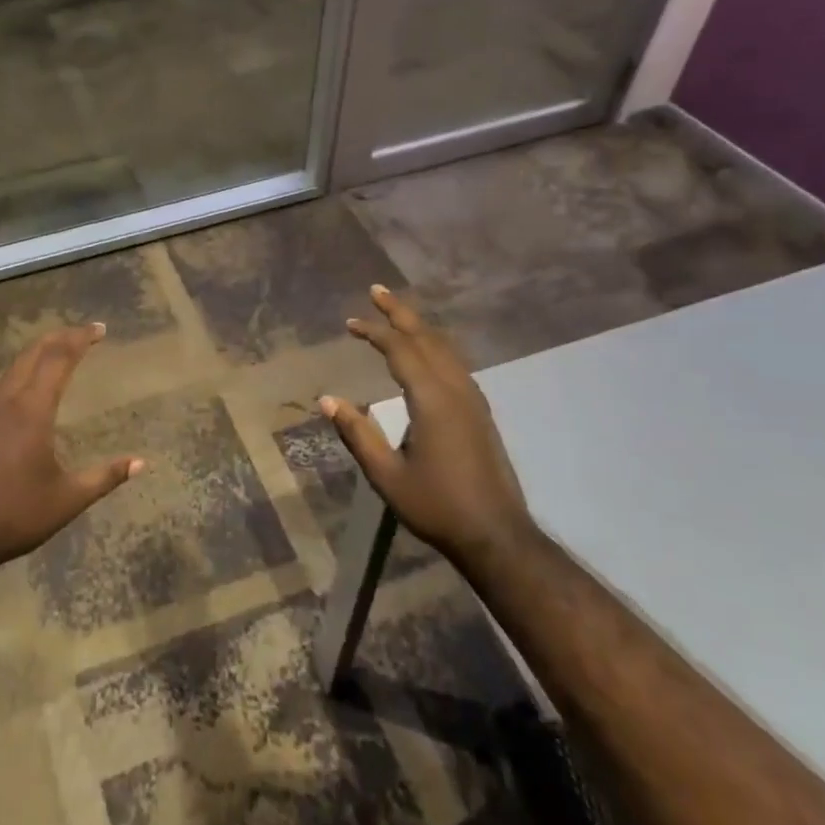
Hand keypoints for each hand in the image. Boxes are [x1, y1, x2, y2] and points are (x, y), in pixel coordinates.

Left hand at [0, 323, 142, 583]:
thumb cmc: (15, 516)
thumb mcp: (68, 499)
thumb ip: (106, 476)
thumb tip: (141, 463)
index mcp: (32, 409)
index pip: (59, 358)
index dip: (80, 339)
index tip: (99, 330)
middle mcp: (4, 401)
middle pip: (32, 354)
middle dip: (58, 338)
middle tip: (81, 333)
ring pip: (7, 367)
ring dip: (32, 353)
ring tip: (50, 352)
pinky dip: (4, 376)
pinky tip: (4, 384)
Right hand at [321, 286, 534, 563]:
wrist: (496, 535)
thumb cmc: (437, 506)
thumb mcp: (387, 476)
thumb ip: (358, 434)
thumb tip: (328, 400)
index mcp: (432, 400)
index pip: (401, 351)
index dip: (375, 332)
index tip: (351, 323)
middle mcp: (456, 390)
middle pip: (427, 338)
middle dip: (400, 312)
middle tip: (377, 290)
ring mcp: (473, 399)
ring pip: (445, 348)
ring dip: (419, 326)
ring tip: (398, 314)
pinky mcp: (480, 412)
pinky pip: (454, 363)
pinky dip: (434, 345)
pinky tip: (426, 352)